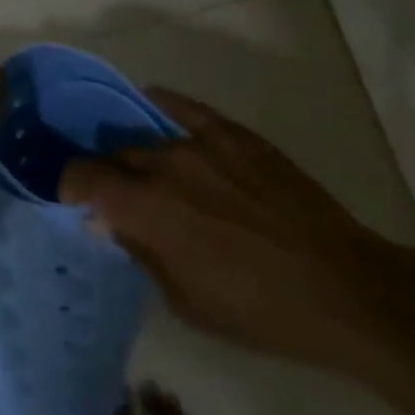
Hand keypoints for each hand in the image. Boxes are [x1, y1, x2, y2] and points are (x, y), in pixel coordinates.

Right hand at [60, 87, 413, 373]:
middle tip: (118, 197)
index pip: (84, 176)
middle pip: (114, 154)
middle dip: (107, 175)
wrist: (344, 288)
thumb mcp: (186, 301)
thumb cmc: (259, 311)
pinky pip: (185, 107)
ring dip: (138, 154)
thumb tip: (108, 221)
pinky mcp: (234, 133)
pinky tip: (153, 103)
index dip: (70, 185)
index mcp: (146, 208)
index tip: (73, 199)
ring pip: (147, 136)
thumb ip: (139, 251)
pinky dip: (162, 104)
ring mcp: (201, 142)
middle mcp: (164, 163)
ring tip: (147, 169)